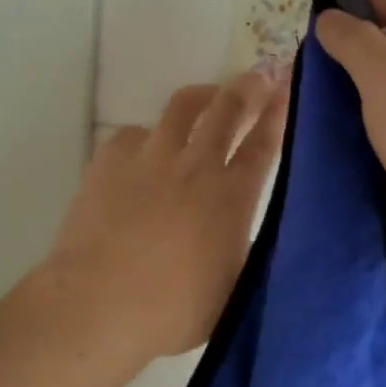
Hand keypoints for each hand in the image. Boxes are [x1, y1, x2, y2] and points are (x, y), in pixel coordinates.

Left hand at [44, 74, 285, 361]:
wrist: (98, 305)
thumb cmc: (174, 310)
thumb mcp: (233, 286)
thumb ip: (243, 247)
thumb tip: (245, 229)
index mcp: (232, 197)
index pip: (263, 145)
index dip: (278, 114)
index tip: (288, 90)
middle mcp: (196, 166)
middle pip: (227, 110)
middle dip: (248, 88)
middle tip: (259, 76)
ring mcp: (150, 158)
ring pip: (183, 107)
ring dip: (203, 96)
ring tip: (209, 96)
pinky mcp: (110, 161)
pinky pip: (135, 133)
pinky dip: (148, 137)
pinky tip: (146, 151)